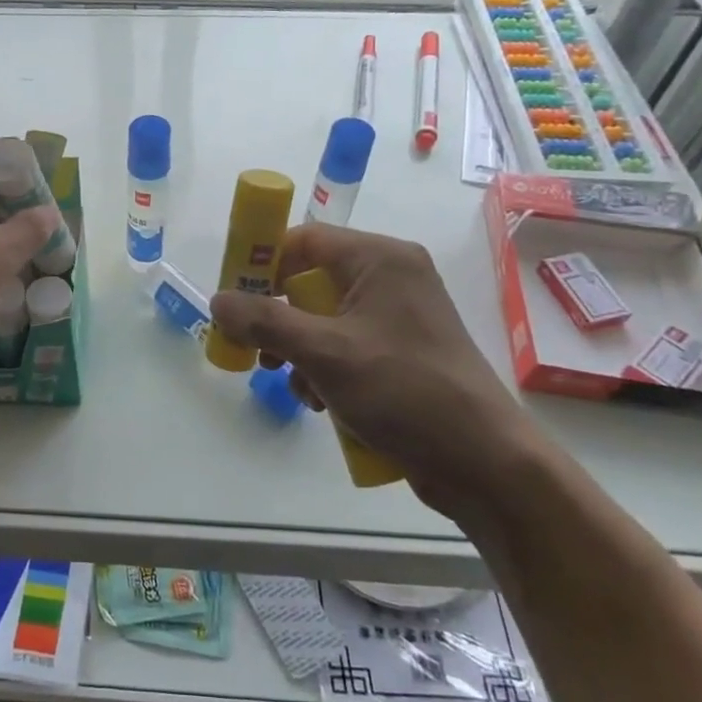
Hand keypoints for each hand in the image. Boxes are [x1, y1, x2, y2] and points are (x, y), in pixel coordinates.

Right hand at [208, 224, 550, 519]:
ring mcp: (398, 317)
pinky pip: (345, 345)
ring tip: (292, 382)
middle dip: (278, 317)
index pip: (304, 239)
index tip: (232, 296)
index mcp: (380, 259)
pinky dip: (324, 368)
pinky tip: (321, 401)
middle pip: (311, 280)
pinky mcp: (401, 353)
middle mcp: (391, 277)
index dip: (263, 263)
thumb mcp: (324, 352)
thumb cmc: (405, 391)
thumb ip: (265, 321)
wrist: (484, 462)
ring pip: (323, 318)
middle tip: (255, 347)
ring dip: (297, 349)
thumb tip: (217, 300)